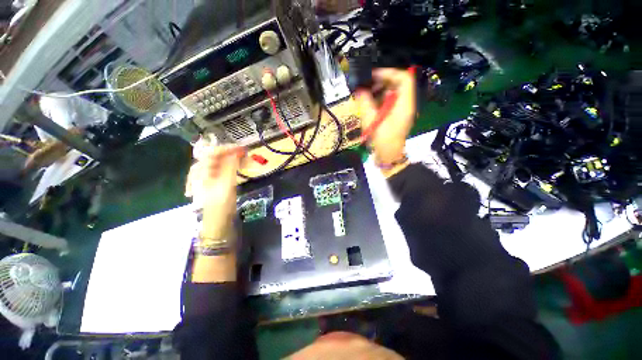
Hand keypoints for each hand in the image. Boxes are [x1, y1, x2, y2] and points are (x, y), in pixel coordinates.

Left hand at [185, 141, 244, 282]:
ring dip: (231, 160)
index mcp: (201, 174)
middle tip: (246, 155)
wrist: (217, 229)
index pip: (213, 153)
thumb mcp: (226, 187)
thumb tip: (236, 153)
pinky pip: (222, 173)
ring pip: (219, 165)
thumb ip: (230, 168)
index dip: (228, 149)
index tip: (244, 149)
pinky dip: (231, 168)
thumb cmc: (220, 208)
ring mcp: (208, 182)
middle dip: (230, 154)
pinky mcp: (216, 187)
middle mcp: (202, 175)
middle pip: (215, 158)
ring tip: (244, 161)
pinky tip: (237, 170)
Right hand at [355, 68, 415, 174]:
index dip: (389, 73)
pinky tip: (370, 104)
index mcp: (405, 105)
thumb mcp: (372, 122)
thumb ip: (366, 104)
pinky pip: (390, 102)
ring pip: (393, 93)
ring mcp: (402, 111)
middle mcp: (406, 105)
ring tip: (366, 94)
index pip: (404, 78)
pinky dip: (380, 100)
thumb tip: (360, 90)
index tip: (373, 75)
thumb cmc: (382, 141)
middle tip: (367, 85)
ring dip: (380, 91)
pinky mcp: (396, 116)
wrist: (388, 157)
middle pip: (399, 84)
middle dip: (382, 82)